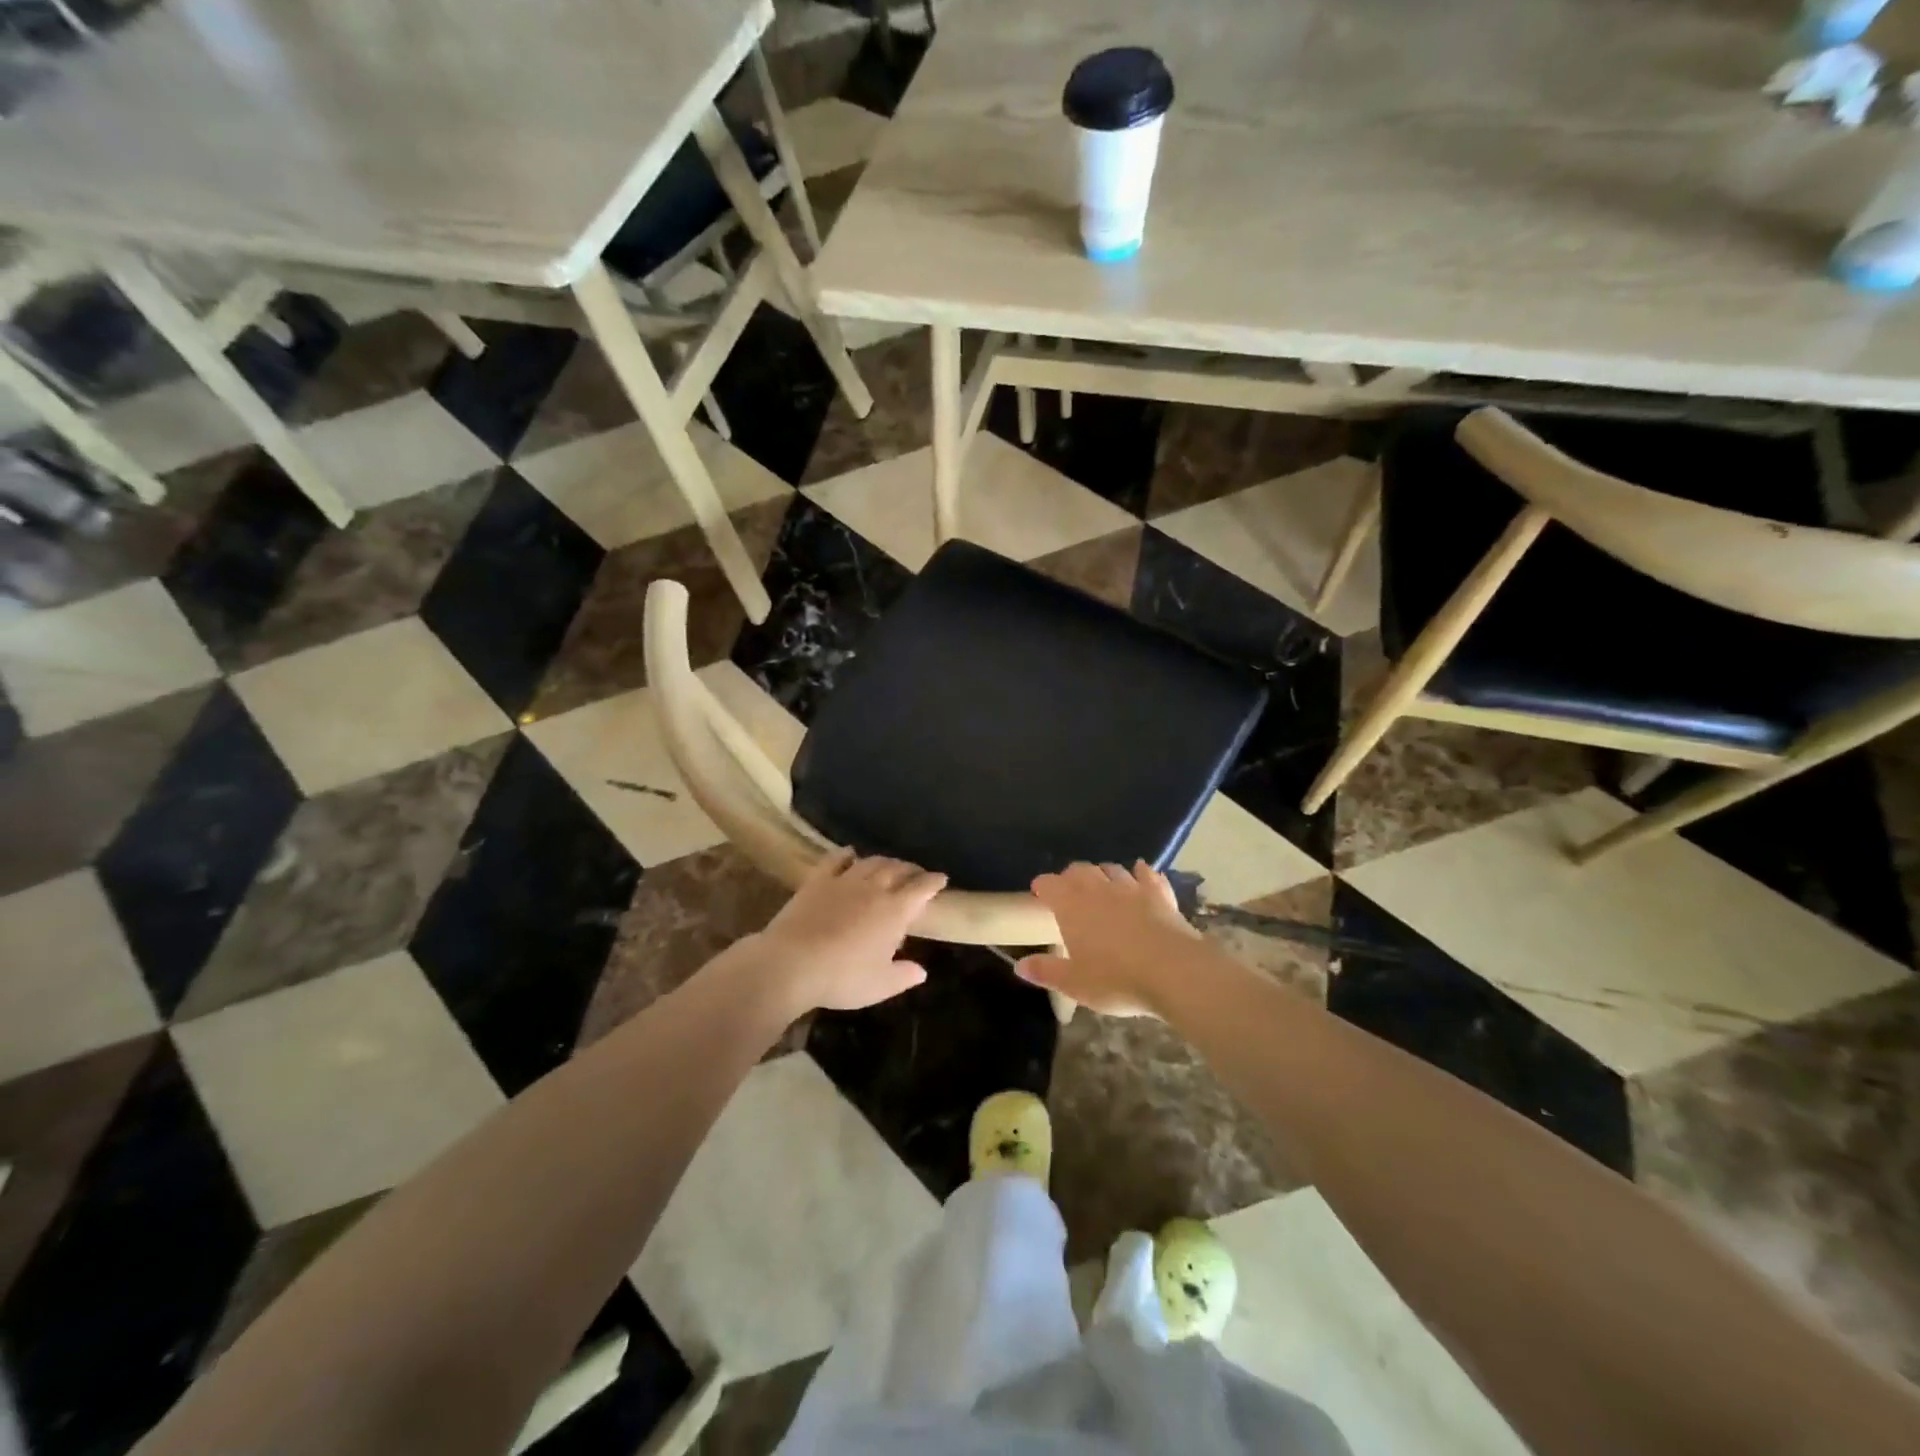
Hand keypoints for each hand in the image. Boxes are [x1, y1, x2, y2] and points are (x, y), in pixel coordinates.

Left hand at [744, 849, 945, 1017]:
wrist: (792, 964)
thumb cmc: (842, 978)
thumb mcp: (879, 986)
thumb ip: (903, 976)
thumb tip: (921, 971)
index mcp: (895, 911)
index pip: (921, 889)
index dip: (933, 882)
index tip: (941, 878)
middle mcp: (874, 889)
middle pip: (897, 869)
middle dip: (910, 869)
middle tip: (916, 873)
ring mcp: (844, 881)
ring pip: (871, 862)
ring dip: (884, 861)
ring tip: (889, 865)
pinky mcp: (817, 881)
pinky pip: (835, 860)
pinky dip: (846, 855)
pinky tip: (850, 853)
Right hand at [1015, 861, 1198, 1016]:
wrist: (1173, 971)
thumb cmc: (1116, 979)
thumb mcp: (1074, 983)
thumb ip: (1046, 971)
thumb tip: (1019, 966)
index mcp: (1072, 906)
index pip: (1050, 884)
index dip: (1042, 886)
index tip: (1039, 892)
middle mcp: (1099, 889)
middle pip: (1079, 870)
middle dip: (1071, 876)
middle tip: (1068, 889)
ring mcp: (1131, 888)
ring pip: (1112, 869)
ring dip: (1103, 873)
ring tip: (1102, 883)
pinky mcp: (1160, 894)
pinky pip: (1148, 875)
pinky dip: (1141, 873)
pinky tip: (1141, 873)